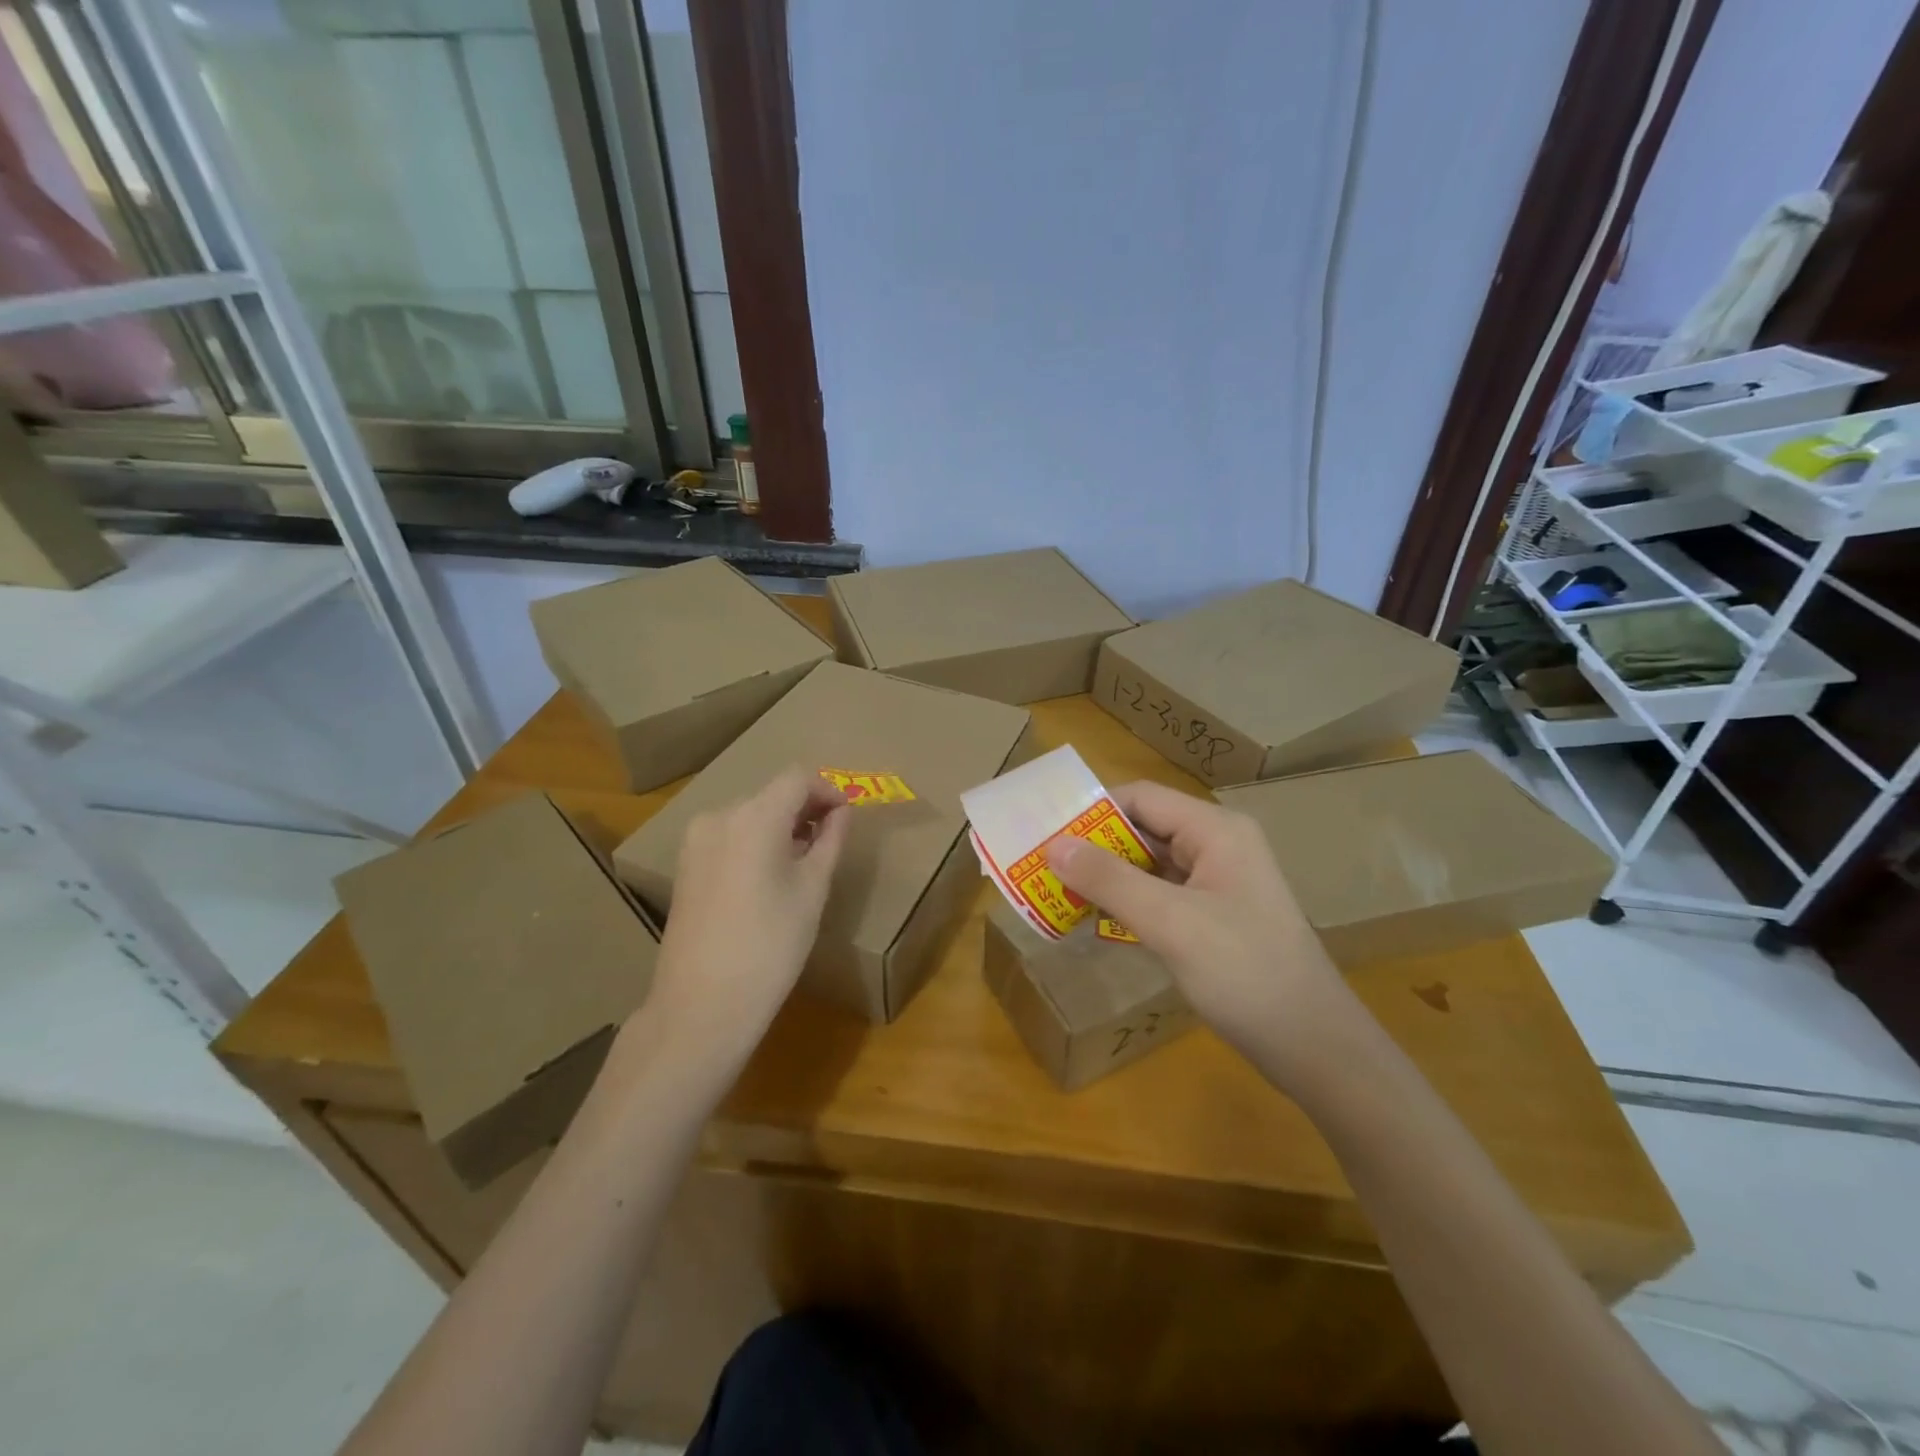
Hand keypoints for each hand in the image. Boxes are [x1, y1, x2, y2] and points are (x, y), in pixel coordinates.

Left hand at [648, 768, 849, 1052]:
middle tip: (832, 840)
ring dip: (781, 826)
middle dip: (806, 809)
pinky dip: (756, 842)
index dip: (828, 790)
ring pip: (750, 816)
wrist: (703, 1005)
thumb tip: (841, 812)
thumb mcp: (812, 890)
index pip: (797, 779)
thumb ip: (830, 840)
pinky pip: (730, 836)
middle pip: (772, 795)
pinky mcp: (685, 866)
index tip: (847, 817)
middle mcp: (719, 817)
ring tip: (805, 861)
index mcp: (754, 817)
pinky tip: (770, 876)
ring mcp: (695, 842)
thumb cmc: (770, 945)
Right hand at [1045, 781, 1357, 1077]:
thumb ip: (1109, 880)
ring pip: (1150, 865)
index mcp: (1216, 830)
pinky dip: (1129, 903)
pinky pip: (1162, 895)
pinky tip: (1098, 922)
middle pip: (1144, 829)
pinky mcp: (1215, 917)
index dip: (1092, 811)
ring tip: (1059, 893)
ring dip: (1108, 878)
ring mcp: (1219, 883)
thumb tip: (1053, 845)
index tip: (1046, 834)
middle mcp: (1218, 846)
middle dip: (1095, 847)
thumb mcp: (1171, 922)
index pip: (1142, 798)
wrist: (1314, 1047)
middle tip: (1043, 867)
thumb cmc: (1245, 973)